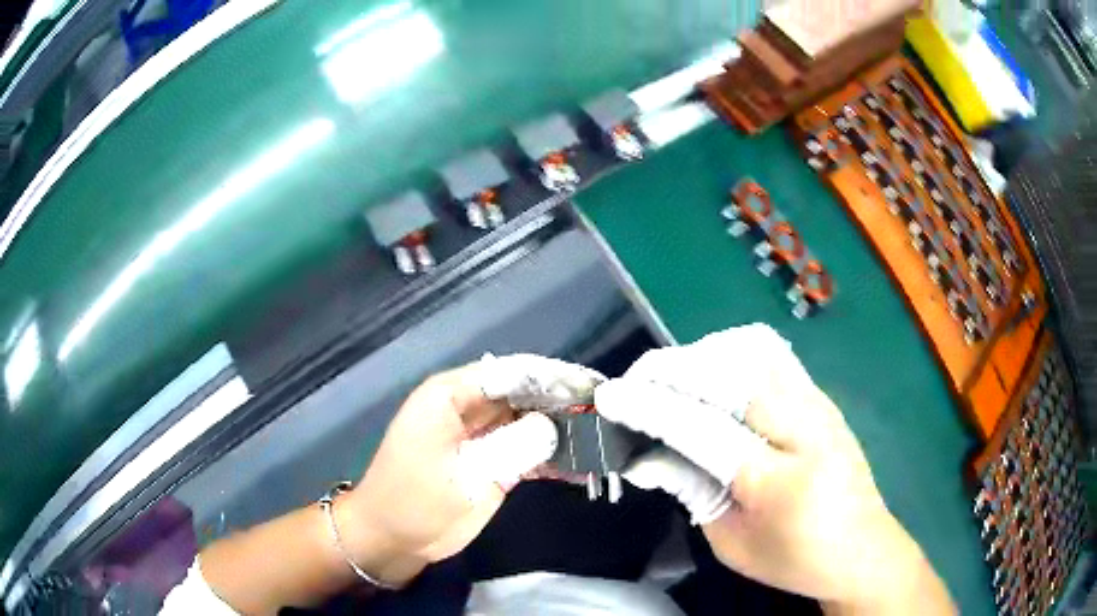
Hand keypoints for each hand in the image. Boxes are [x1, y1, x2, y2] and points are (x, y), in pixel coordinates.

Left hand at [337, 354, 604, 586]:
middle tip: (607, 411)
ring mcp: (480, 434)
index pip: (511, 372)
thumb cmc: (414, 503)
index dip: (552, 376)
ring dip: (560, 428)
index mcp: (451, 395)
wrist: (391, 540)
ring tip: (602, 435)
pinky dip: (550, 454)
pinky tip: (580, 463)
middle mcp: (468, 406)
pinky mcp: (488, 459)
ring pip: (528, 419)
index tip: (592, 387)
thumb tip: (553, 427)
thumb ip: (510, 448)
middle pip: (524, 392)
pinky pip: (524, 447)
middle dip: (563, 401)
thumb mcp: (464, 477)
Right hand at [595, 325, 954, 613]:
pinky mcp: (822, 395)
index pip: (705, 429)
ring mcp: (819, 403)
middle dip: (670, 369)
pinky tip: (711, 378)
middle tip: (634, 384)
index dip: (651, 407)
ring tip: (668, 381)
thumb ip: (691, 492)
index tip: (610, 395)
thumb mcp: (732, 543)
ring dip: (699, 356)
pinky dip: (728, 355)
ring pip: (750, 352)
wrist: (863, 547)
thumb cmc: (794, 559)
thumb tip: (644, 456)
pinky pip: (769, 355)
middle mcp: (805, 428)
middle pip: (727, 374)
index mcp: (780, 482)